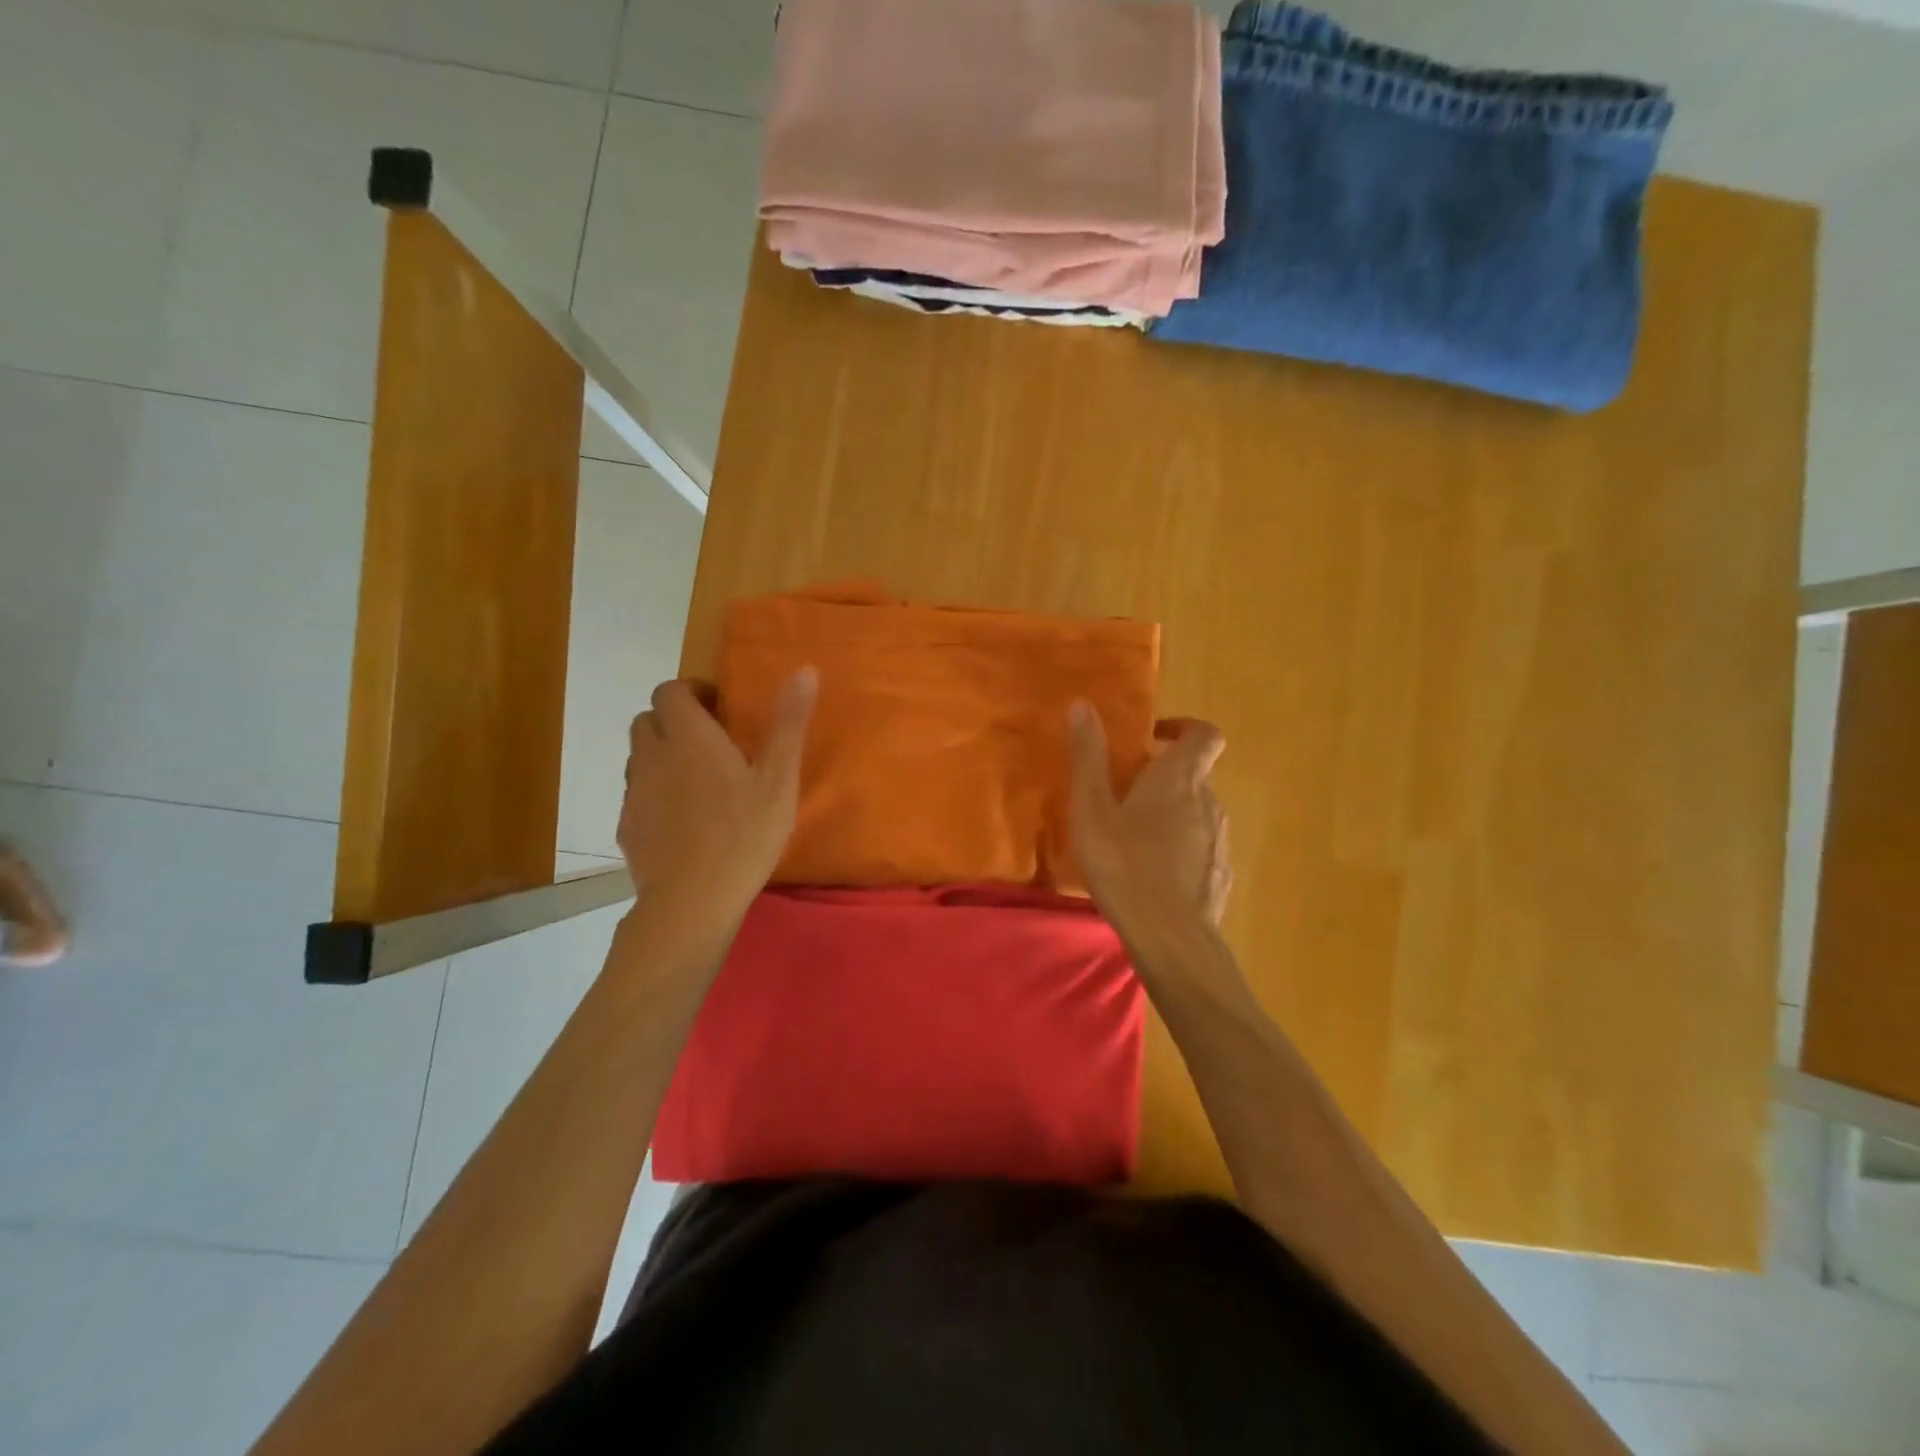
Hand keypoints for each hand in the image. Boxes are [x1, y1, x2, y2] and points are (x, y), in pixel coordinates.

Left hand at [618, 669, 816, 929]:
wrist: (692, 901)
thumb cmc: (744, 835)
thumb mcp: (779, 779)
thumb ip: (788, 723)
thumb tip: (804, 670)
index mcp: (689, 736)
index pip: (671, 690)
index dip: (693, 692)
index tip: (720, 711)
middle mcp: (652, 755)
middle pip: (649, 719)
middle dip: (675, 721)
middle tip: (712, 744)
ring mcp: (634, 792)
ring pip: (640, 756)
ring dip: (663, 755)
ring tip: (699, 782)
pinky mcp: (627, 825)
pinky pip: (637, 793)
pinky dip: (656, 793)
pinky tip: (684, 820)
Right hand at [1068, 703, 1230, 931]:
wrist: (1170, 937)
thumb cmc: (1124, 864)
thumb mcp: (1093, 809)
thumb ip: (1089, 757)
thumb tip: (1082, 704)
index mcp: (1179, 779)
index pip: (1205, 735)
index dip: (1184, 728)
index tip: (1154, 739)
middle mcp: (1209, 802)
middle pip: (1195, 776)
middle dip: (1163, 778)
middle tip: (1124, 795)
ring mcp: (1219, 841)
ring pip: (1196, 813)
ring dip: (1171, 815)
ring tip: (1133, 839)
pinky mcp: (1220, 874)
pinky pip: (1201, 848)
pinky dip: (1181, 848)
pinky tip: (1152, 874)